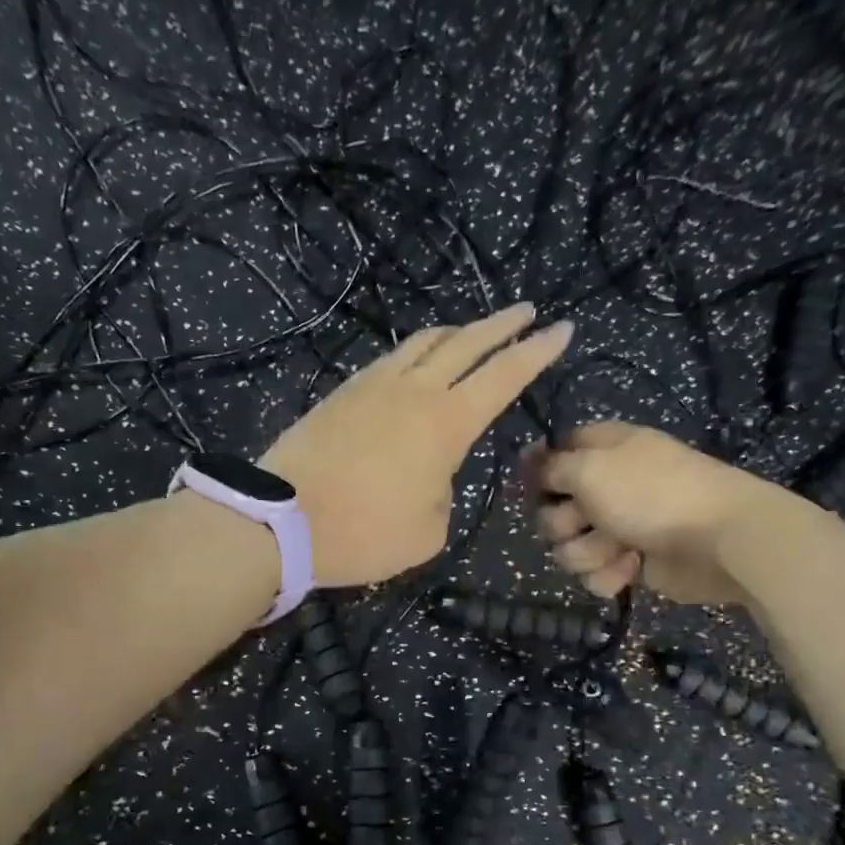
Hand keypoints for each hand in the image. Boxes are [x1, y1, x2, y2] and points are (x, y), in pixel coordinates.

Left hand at [262, 303, 570, 585]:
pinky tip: (418, 359)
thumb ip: (444, 492)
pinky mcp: (343, 392)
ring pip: (425, 342)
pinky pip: (392, 358)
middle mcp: (415, 391)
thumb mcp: (428, 530)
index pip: (504, 376)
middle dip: (503, 325)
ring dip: (457, 332)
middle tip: (527, 311)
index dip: (538, 351)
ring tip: (474, 331)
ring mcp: (374, 386)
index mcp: (446, 424)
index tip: (562, 329)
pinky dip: (417, 351)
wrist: (282, 522)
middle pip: (467, 343)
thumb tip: (432, 472)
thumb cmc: (364, 533)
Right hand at [526, 423, 773, 603]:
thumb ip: (552, 467)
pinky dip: (609, 574)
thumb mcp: (590, 468)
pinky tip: (631, 568)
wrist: (716, 539)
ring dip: (588, 552)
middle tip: (585, 521)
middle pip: (554, 509)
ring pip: (570, 547)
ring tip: (618, 549)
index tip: (533, 488)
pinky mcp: (629, 562)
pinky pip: (595, 573)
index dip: (540, 472)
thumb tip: (529, 461)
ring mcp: (618, 526)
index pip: (555, 454)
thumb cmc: (651, 493)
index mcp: (601, 450)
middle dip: (563, 523)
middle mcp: (606, 486)